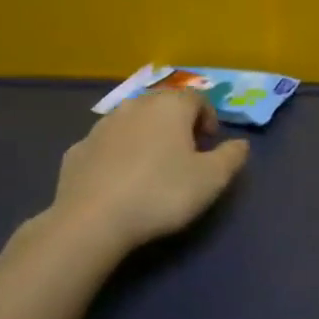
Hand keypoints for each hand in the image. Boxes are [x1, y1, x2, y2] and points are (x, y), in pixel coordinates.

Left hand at [51, 89, 249, 252]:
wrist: (92, 219)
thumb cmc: (161, 193)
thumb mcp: (211, 179)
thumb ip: (232, 157)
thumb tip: (240, 143)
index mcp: (170, 106)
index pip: (197, 98)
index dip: (209, 118)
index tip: (210, 144)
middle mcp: (134, 106)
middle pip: (163, 106)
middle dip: (178, 124)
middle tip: (186, 154)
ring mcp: (101, 126)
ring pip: (132, 123)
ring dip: (146, 137)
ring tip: (153, 169)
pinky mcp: (77, 150)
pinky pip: (107, 145)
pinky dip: (118, 155)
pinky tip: (120, 182)